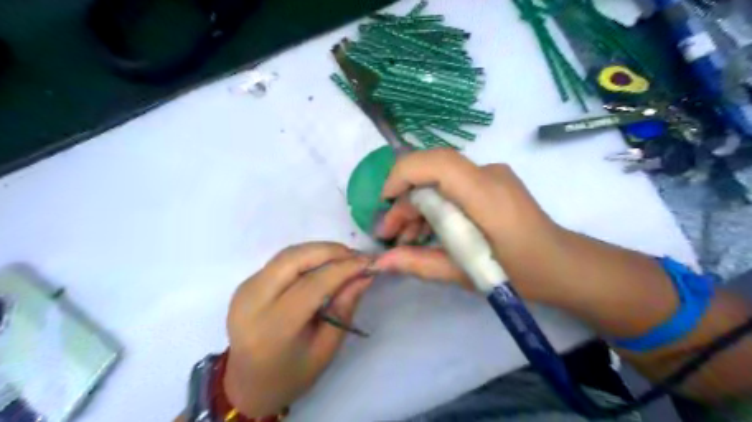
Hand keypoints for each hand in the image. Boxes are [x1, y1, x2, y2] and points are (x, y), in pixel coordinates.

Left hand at [224, 242, 374, 416]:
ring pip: (288, 254)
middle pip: (295, 259)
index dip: (344, 268)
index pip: (313, 284)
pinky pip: (282, 260)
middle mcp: (253, 301)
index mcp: (274, 327)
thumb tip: (365, 274)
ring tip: (345, 259)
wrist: (246, 386)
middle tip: (357, 257)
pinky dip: (307, 256)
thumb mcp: (326, 349)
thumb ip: (344, 308)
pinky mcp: (246, 283)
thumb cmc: (291, 375)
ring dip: (320, 251)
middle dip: (331, 251)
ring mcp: (246, 288)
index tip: (371, 261)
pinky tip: (324, 264)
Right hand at [374, 150, 562, 301]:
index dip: (402, 174)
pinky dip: (434, 206)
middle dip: (404, 201)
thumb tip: (378, 262)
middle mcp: (487, 174)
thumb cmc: (520, 273)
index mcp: (485, 194)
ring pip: (439, 180)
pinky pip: (452, 187)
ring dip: (417, 205)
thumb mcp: (464, 273)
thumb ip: (419, 263)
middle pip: (432, 173)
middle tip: (390, 234)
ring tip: (405, 239)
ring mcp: (490, 176)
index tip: (383, 202)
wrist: (563, 265)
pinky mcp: (490, 183)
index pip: (437, 162)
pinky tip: (427, 232)